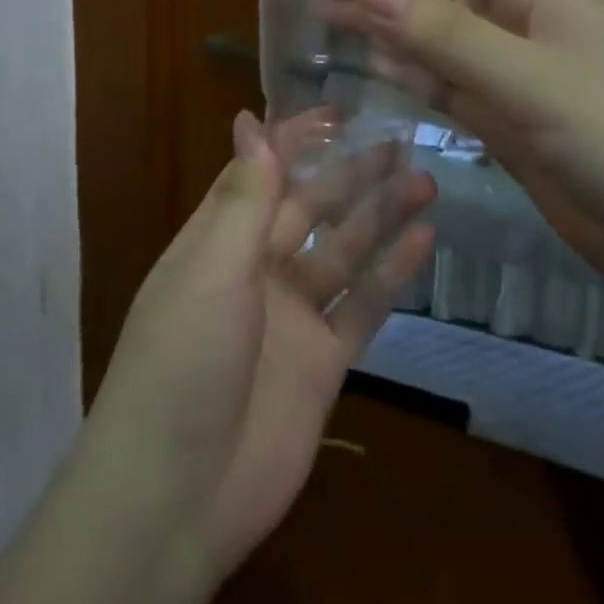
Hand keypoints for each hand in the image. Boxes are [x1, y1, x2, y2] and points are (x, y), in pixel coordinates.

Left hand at [80, 113, 435, 588]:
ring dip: (378, 218)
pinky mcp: (322, 363)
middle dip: (348, 176)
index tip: (337, 112)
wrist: (180, 492)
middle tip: (399, 142)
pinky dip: (391, 276)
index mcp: (216, 241)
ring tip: (423, 182)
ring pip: (342, 253)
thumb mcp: (212, 268)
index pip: (258, 174)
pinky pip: (362, 308)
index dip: (294, 141)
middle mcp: (253, 271)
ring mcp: (290, 318)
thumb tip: (251, 121)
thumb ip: (243, 198)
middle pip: (308, 209)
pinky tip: (423, 243)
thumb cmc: (183, 361)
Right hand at [340, 0, 603, 317]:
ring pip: (442, 47)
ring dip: (390, 32)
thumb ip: (447, 35)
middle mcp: (529, 34)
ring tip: (329, 22)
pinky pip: (454, 96)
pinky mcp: (518, 138)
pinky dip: (415, 82)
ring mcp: (523, 88)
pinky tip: (379, 73)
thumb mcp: (537, 81)